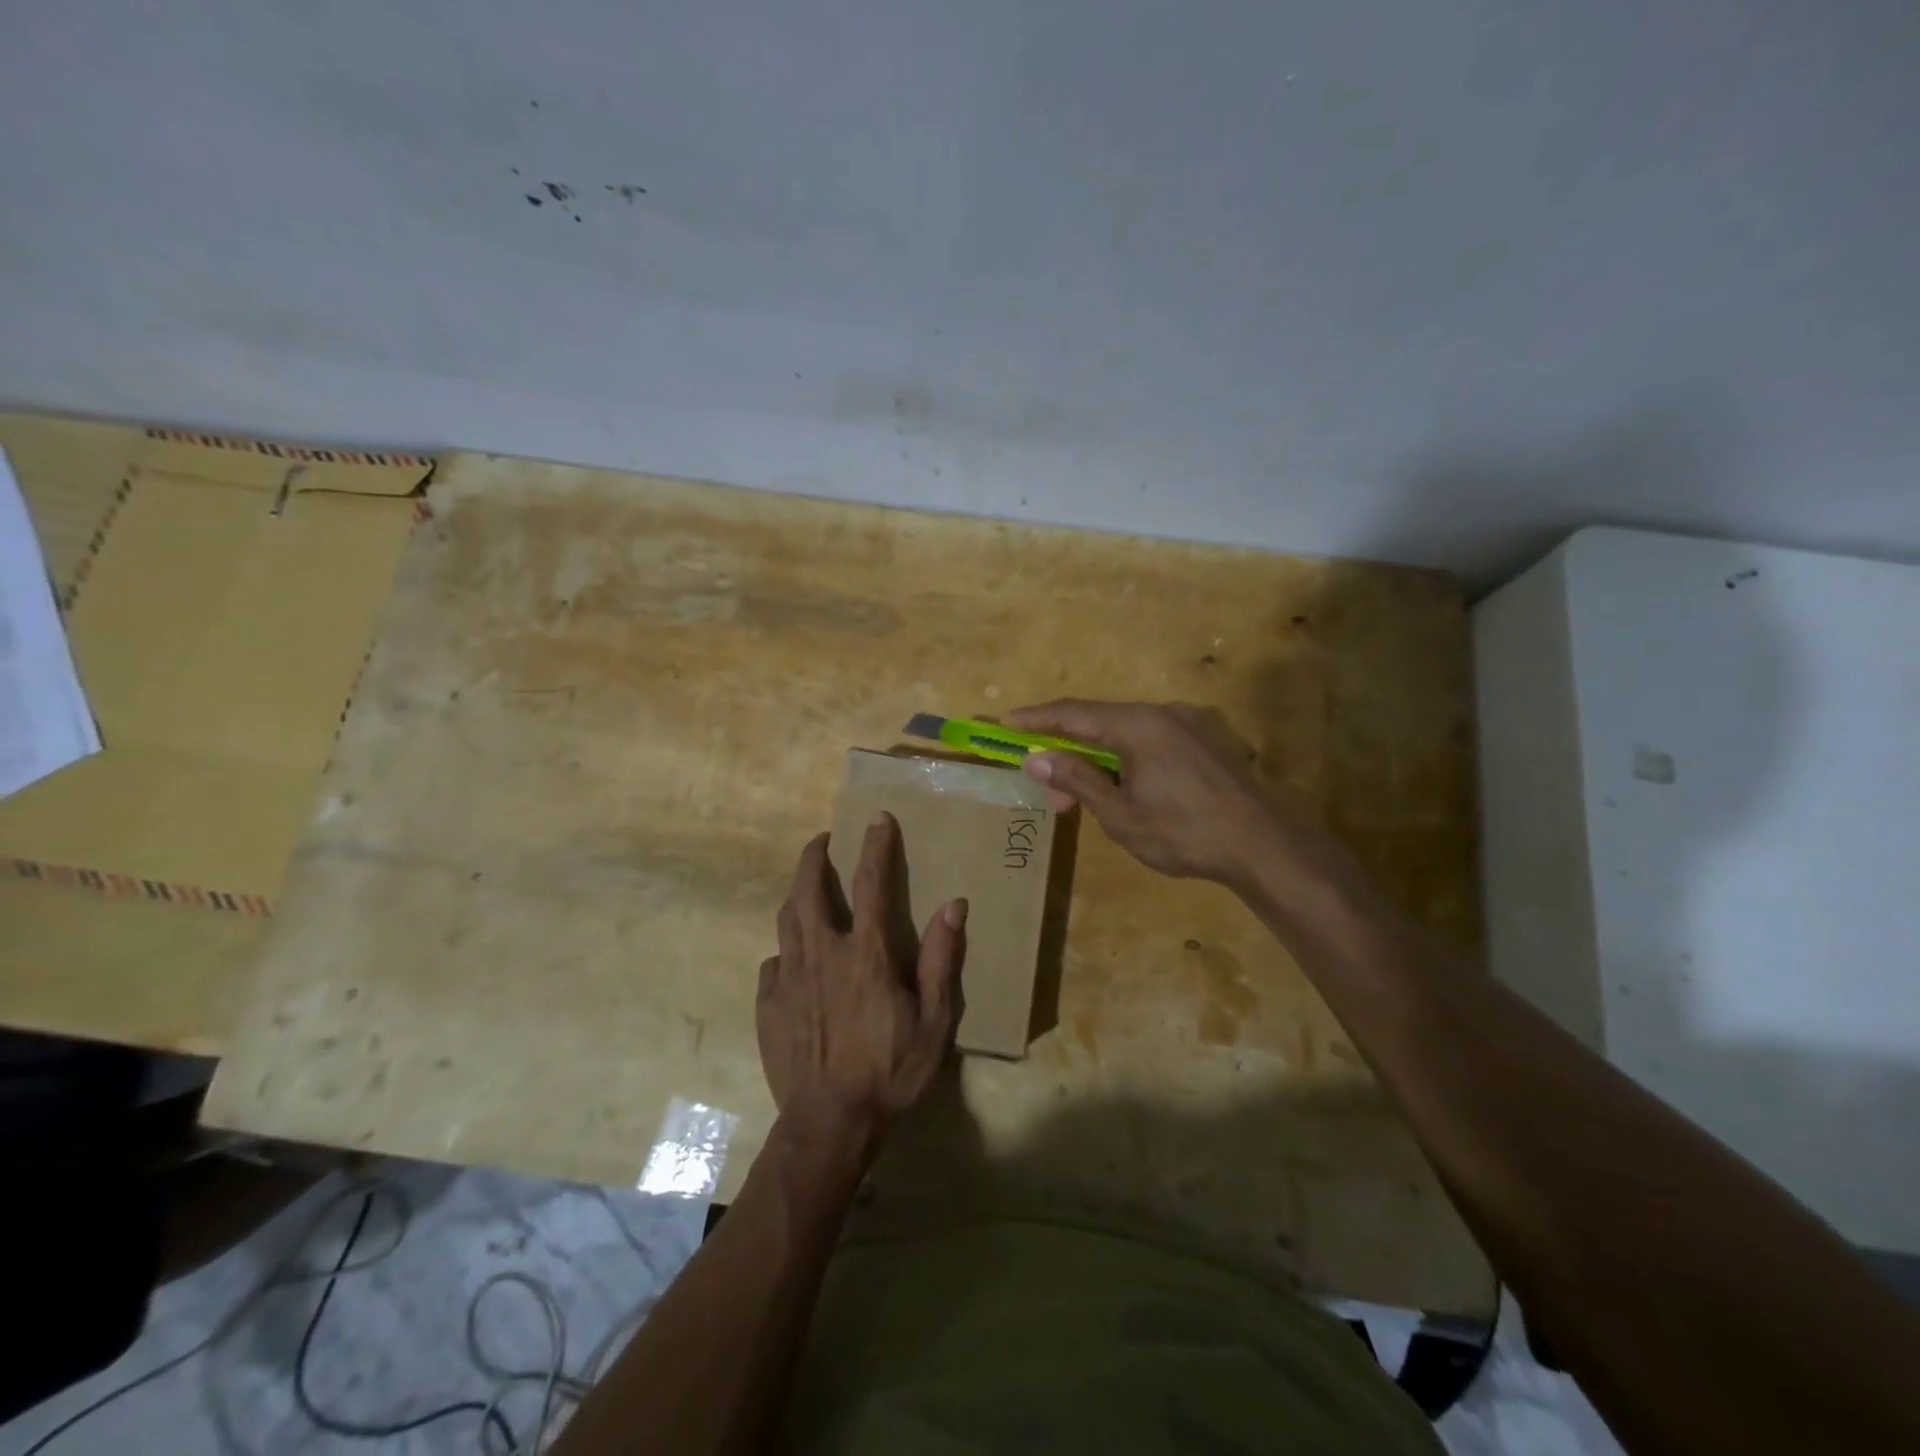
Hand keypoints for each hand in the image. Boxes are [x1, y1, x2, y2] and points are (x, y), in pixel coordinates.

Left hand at [757, 815, 965, 1141]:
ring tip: (806, 890)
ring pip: (786, 919)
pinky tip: (793, 962)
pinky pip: (773, 964)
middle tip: (821, 840)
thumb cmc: (890, 1071)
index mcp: (866, 954)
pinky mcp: (768, 1005)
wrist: (830, 1124)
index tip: (876, 818)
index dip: (875, 846)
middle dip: (813, 856)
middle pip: (807, 889)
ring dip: (796, 896)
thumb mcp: (933, 1021)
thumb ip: (940, 959)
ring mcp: (789, 978)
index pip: (872, 883)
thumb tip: (953, 905)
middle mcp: (822, 954)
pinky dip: (785, 952)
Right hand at [1007, 699, 1286, 884]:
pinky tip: (1125, 788)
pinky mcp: (1205, 741)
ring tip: (1084, 799)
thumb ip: (1077, 779)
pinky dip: (1126, 759)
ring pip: (1127, 734)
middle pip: (1100, 723)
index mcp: (1138, 724)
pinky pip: (1152, 741)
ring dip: (1098, 760)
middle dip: (1068, 752)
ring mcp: (1188, 725)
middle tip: (1049, 791)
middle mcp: (1163, 713)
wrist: (1263, 845)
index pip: (1073, 713)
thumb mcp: (1121, 813)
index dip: (1037, 719)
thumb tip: (1036, 758)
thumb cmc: (1184, 832)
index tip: (1006, 724)